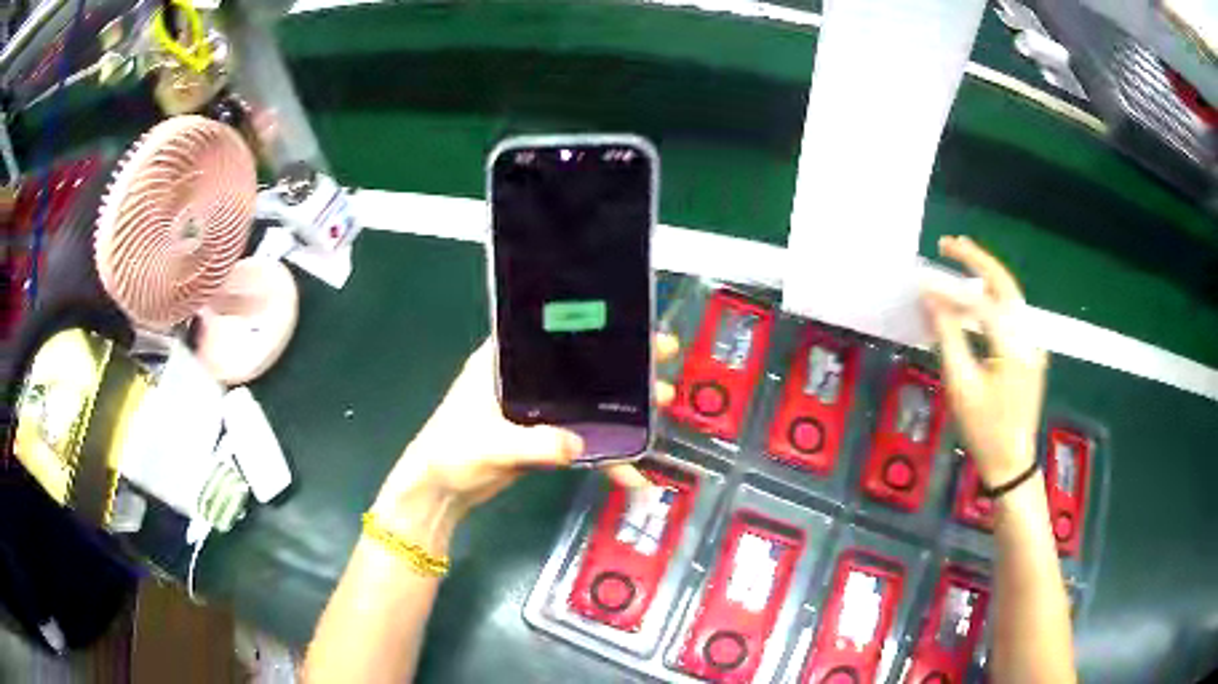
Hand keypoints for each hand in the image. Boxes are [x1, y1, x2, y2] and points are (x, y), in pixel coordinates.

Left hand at [372, 334, 678, 543]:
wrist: (439, 494)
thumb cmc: (450, 453)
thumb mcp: (489, 445)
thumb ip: (534, 443)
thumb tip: (579, 445)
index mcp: (504, 362)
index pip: (553, 335)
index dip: (594, 328)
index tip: (633, 328)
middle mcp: (525, 380)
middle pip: (580, 367)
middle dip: (622, 368)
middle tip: (663, 365)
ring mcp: (537, 410)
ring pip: (587, 403)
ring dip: (623, 409)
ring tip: (662, 410)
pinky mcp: (544, 439)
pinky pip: (582, 440)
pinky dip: (605, 457)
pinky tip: (631, 474)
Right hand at [922, 236, 1047, 487]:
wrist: (1012, 463)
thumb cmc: (984, 431)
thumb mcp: (961, 387)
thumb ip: (948, 337)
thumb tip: (932, 300)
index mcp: (1014, 347)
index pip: (981, 303)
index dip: (951, 289)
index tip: (923, 282)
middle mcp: (1029, 337)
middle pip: (1005, 284)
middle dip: (977, 260)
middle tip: (948, 244)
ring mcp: (1033, 343)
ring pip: (1010, 296)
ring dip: (985, 274)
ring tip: (959, 257)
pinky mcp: (1030, 351)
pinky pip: (1010, 314)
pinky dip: (991, 298)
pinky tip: (974, 295)